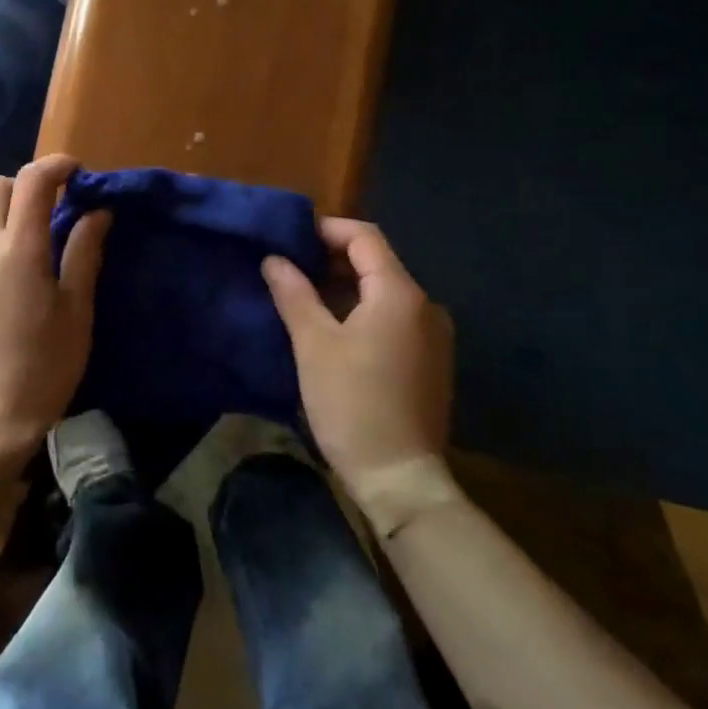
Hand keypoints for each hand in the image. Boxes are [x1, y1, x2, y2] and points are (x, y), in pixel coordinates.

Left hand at [0, 154, 110, 466]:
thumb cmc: (44, 369)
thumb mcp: (76, 312)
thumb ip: (84, 254)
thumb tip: (97, 213)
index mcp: (19, 250)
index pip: (32, 181)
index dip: (56, 166)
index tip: (75, 174)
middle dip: (21, 188)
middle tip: (48, 215)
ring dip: (5, 233)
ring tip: (27, 278)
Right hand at [262, 219, 454, 491]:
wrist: (400, 478)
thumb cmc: (352, 403)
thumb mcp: (313, 344)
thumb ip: (294, 294)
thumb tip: (274, 259)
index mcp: (400, 294)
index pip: (364, 237)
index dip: (326, 230)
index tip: (290, 239)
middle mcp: (426, 306)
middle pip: (377, 263)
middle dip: (332, 259)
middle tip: (290, 268)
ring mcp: (433, 335)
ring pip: (384, 292)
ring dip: (345, 286)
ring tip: (304, 297)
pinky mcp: (430, 361)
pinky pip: (394, 318)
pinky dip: (362, 311)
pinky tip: (333, 330)